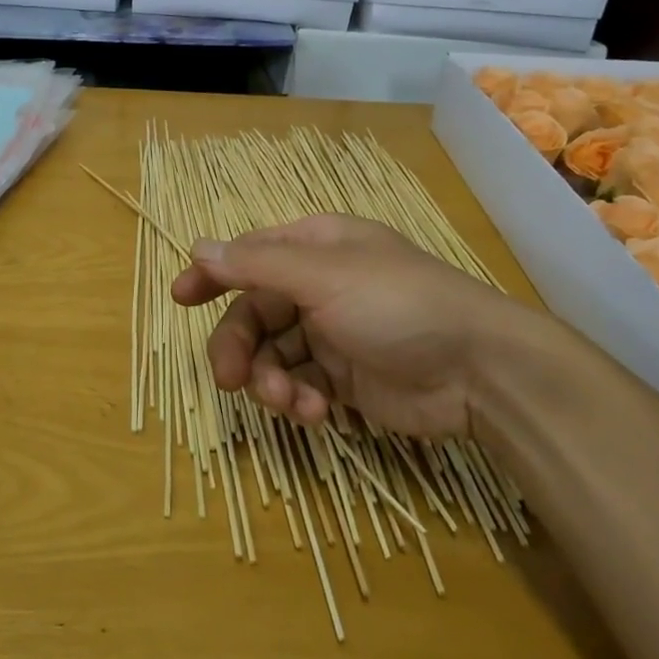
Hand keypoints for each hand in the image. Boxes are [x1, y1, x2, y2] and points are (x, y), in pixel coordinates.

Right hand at [170, 214, 562, 440]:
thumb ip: (257, 265)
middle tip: (230, 381)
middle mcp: (318, 287)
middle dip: (239, 348)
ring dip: (270, 382)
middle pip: (254, 314)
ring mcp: (331, 334)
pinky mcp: (344, 378)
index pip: (249, 256)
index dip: (213, 274)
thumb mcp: (324, 275)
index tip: (180, 298)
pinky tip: (320, 413)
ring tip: (291, 403)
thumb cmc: (398, 304)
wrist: (479, 370)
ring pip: (272, 356)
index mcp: (315, 249)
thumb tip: (198, 246)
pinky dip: (300, 400)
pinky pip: (300, 385)